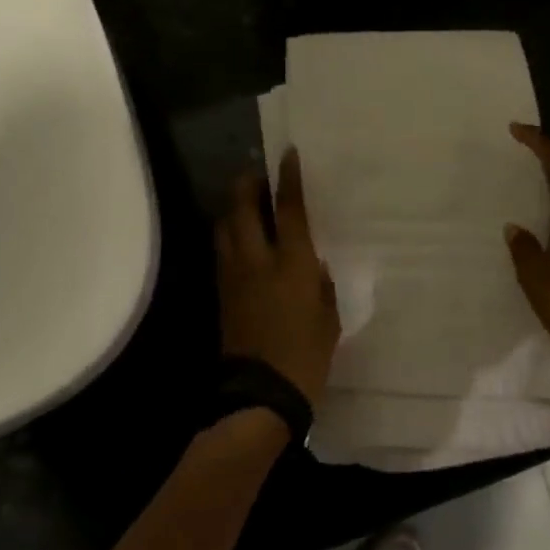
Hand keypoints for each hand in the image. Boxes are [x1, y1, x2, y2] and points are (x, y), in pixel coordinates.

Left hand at [215, 149, 340, 405]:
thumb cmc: (306, 356)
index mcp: (292, 264)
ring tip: (248, 202)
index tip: (288, 154)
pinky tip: (241, 237)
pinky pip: (221, 249)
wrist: (260, 395)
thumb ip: (320, 283)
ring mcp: (233, 275)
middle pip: (242, 207)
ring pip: (224, 226)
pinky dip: (229, 233)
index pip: (287, 209)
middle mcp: (257, 260)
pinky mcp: (220, 292)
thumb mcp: (329, 318)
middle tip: (258, 174)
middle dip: (247, 183)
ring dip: (233, 207)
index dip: (287, 178)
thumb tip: (313, 263)